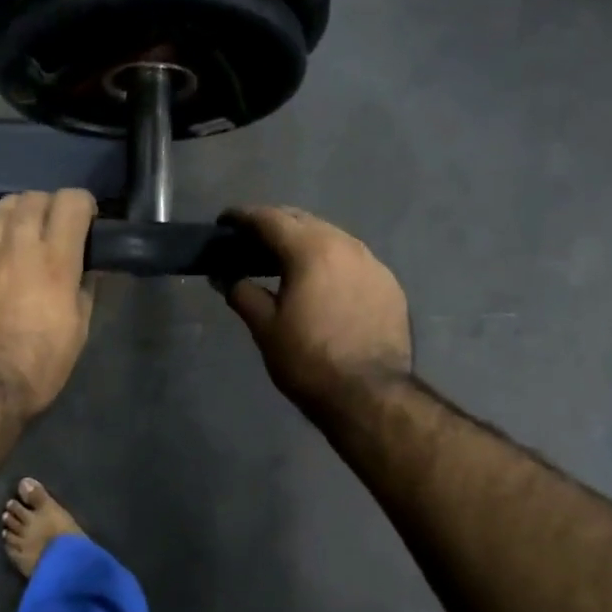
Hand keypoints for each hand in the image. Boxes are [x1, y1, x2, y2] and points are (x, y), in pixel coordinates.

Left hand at [0, 190, 97, 415]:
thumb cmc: (38, 366)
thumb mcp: (77, 331)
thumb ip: (85, 289)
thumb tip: (88, 267)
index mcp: (55, 263)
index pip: (71, 202)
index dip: (84, 205)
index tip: (87, 222)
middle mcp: (18, 247)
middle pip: (34, 197)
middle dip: (51, 205)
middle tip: (57, 228)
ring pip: (3, 207)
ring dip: (22, 212)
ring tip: (27, 234)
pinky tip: (2, 252)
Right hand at [221, 206, 411, 410]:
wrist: (370, 394)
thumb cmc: (308, 360)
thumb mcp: (265, 328)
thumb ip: (241, 293)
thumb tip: (222, 276)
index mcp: (311, 249)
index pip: (270, 218)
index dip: (243, 216)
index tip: (225, 222)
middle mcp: (346, 244)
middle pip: (303, 220)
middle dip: (275, 224)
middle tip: (251, 241)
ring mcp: (373, 263)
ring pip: (332, 237)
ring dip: (305, 241)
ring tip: (285, 261)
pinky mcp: (389, 284)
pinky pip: (353, 260)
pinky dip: (331, 262)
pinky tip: (321, 283)